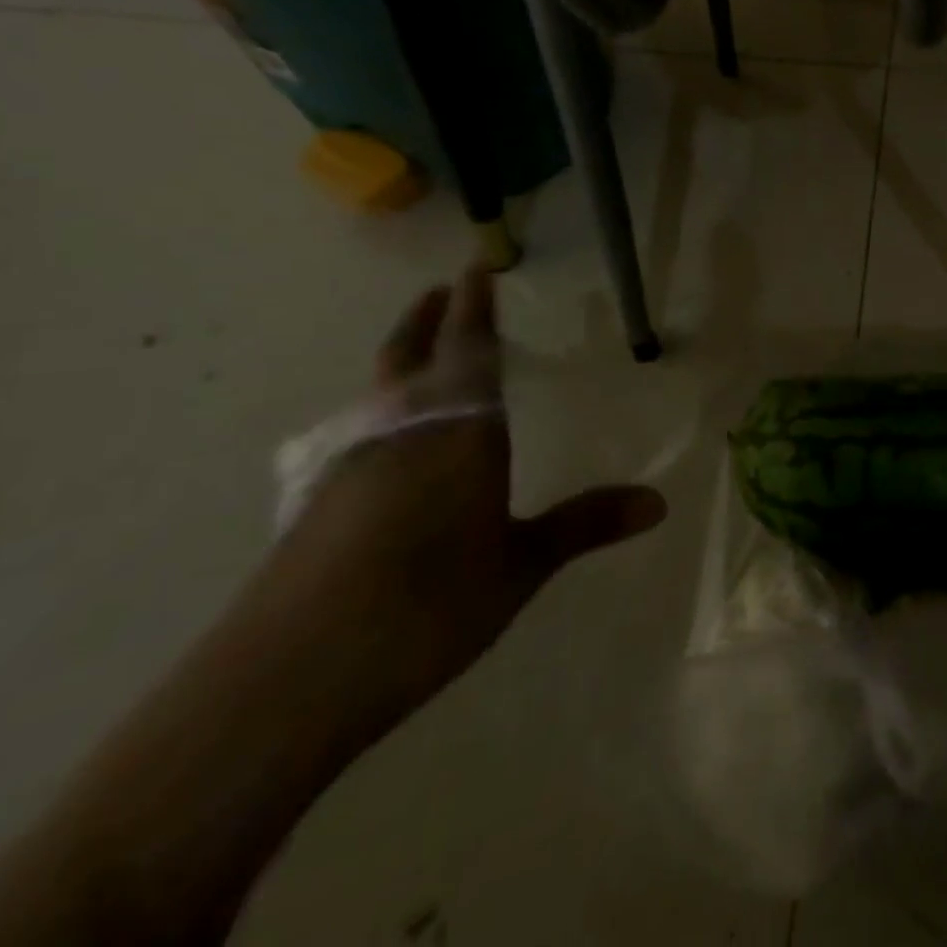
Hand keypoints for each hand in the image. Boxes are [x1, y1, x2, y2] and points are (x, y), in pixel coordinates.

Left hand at [249, 269, 667, 723]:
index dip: (474, 306)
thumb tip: (660, 501)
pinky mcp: (317, 503)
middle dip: (426, 319)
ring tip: (422, 355)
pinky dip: (384, 411)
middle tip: (439, 290)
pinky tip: (391, 442)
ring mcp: (349, 465)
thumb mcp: (520, 566)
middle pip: (409, 356)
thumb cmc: (427, 606)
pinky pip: (361, 432)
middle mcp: (400, 431)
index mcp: (457, 431)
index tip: (475, 268)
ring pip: (379, 393)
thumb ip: (584, 524)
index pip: (468, 350)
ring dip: (402, 361)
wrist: (286, 678)